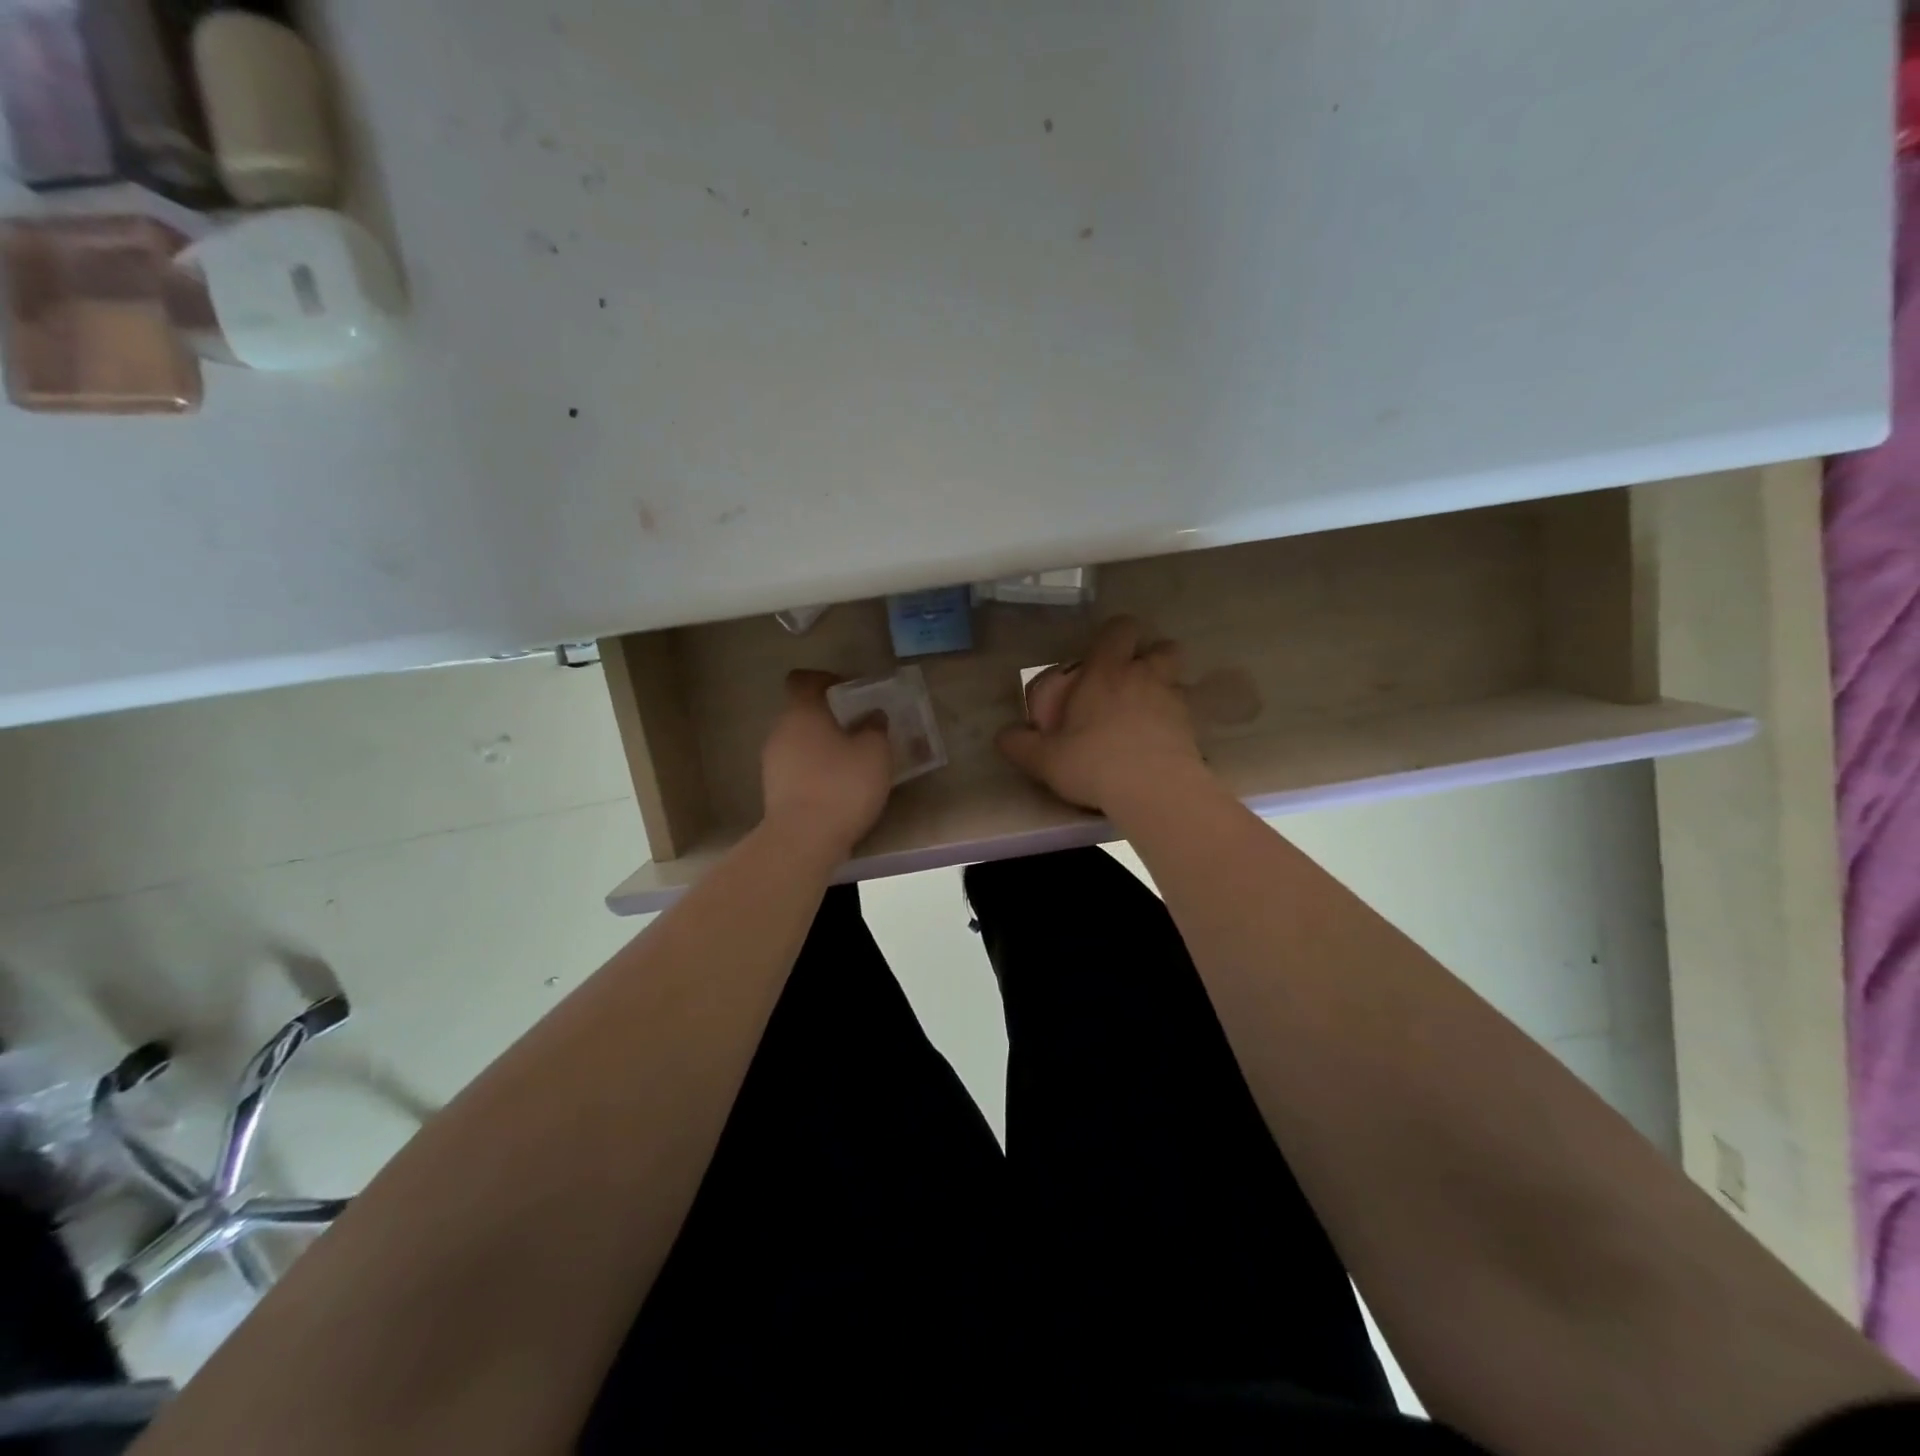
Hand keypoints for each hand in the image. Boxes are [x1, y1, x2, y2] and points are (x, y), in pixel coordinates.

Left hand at [760, 670, 894, 859]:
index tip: (849, 690)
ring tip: (852, 761)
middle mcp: (781, 731)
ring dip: (823, 746)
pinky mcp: (774, 790)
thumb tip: (872, 715)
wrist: (803, 840)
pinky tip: (838, 787)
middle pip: (803, 712)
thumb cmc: (842, 786)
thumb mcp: (875, 752)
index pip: (804, 680)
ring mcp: (773, 762)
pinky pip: (798, 768)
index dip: (825, 680)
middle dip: (829, 717)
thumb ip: (875, 727)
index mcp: (803, 712)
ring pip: (800, 742)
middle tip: (859, 728)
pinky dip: (816, 770)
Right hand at [996, 616, 1207, 813]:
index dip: (1114, 636)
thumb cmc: (1094, 763)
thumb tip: (1002, 736)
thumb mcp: (1045, 759)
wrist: (1155, 792)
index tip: (1101, 655)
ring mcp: (1173, 700)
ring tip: (1146, 711)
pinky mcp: (1191, 728)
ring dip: (1164, 687)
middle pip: (1162, 647)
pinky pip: (1184, 713)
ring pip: (1177, 678)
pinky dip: (1173, 720)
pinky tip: (1159, 742)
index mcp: (1107, 672)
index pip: (1119, 629)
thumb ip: (1020, 745)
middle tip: (1130, 681)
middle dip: (1150, 657)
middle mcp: (1144, 676)